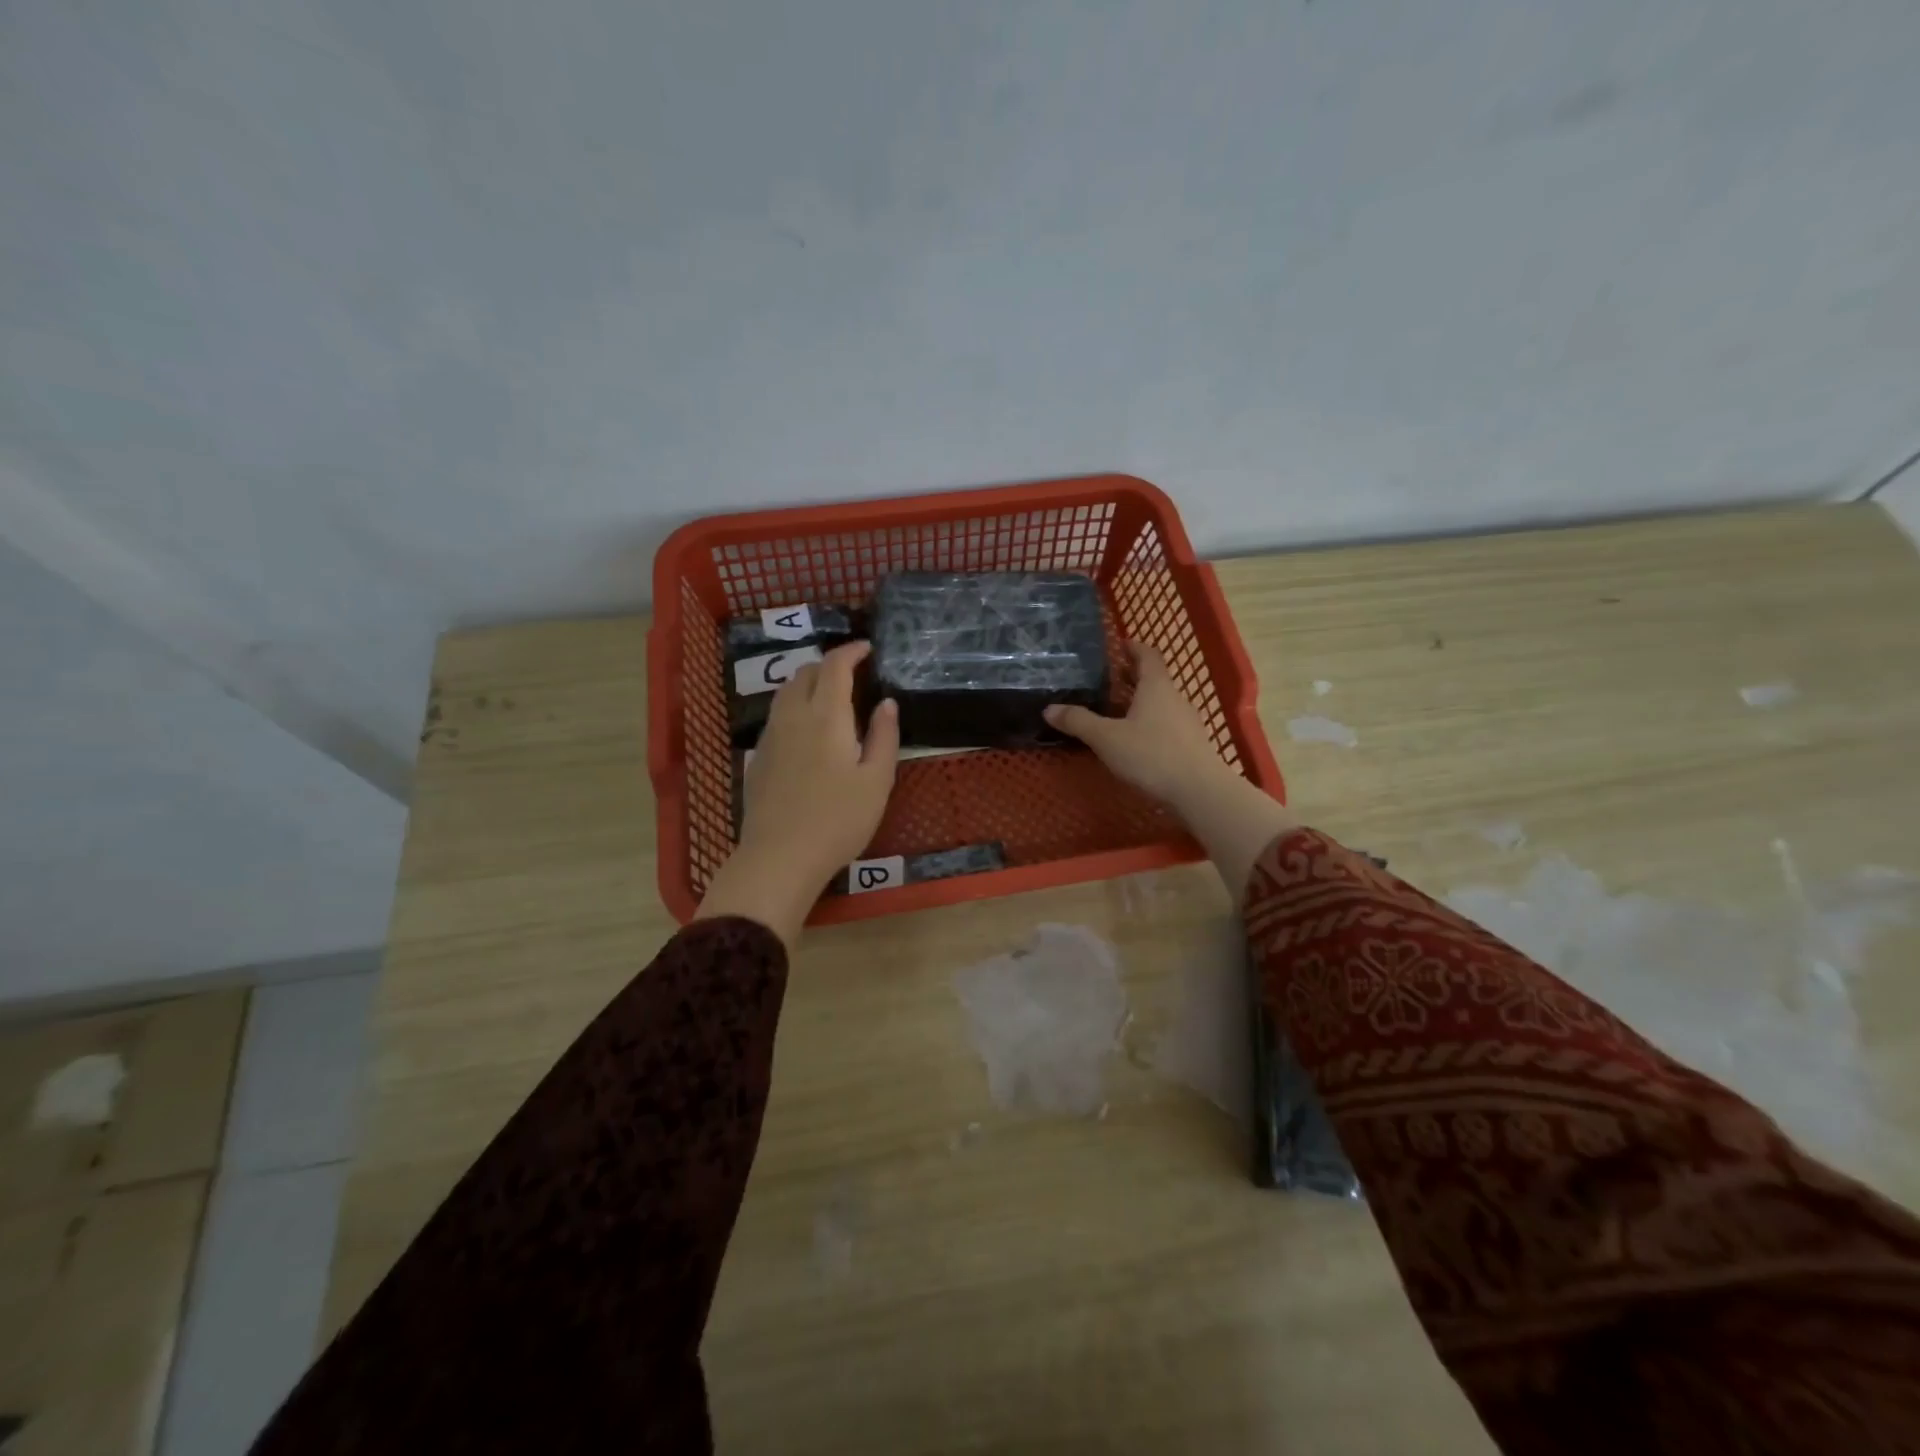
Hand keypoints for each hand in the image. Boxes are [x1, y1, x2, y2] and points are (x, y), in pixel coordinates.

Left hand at [695, 641, 899, 944]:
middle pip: (805, 673)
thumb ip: (884, 736)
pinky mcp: (758, 758)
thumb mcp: (876, 781)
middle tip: (852, 675)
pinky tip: (807, 732)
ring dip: (808, 684)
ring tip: (829, 697)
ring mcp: (770, 737)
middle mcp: (793, 716)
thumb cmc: (838, 820)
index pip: (835, 666)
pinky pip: (777, 717)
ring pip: (785, 693)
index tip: (867, 649)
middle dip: (829, 665)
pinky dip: (794, 708)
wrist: (780, 857)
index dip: (851, 651)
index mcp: (826, 716)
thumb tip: (886, 703)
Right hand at [1044, 643, 1236, 809]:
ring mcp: (1187, 722)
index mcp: (1156, 686)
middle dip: (1131, 677)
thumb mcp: (1106, 738)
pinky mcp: (1191, 744)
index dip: (1133, 647)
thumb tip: (1049, 708)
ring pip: (1160, 703)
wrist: (1199, 791)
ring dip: (1140, 702)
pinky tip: (1135, 740)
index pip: (1147, 655)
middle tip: (1106, 680)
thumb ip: (1078, 721)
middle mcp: (1175, 698)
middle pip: (1153, 679)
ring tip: (1115, 711)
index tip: (1118, 645)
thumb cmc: (1151, 755)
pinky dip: (1149, 723)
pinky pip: (1166, 724)